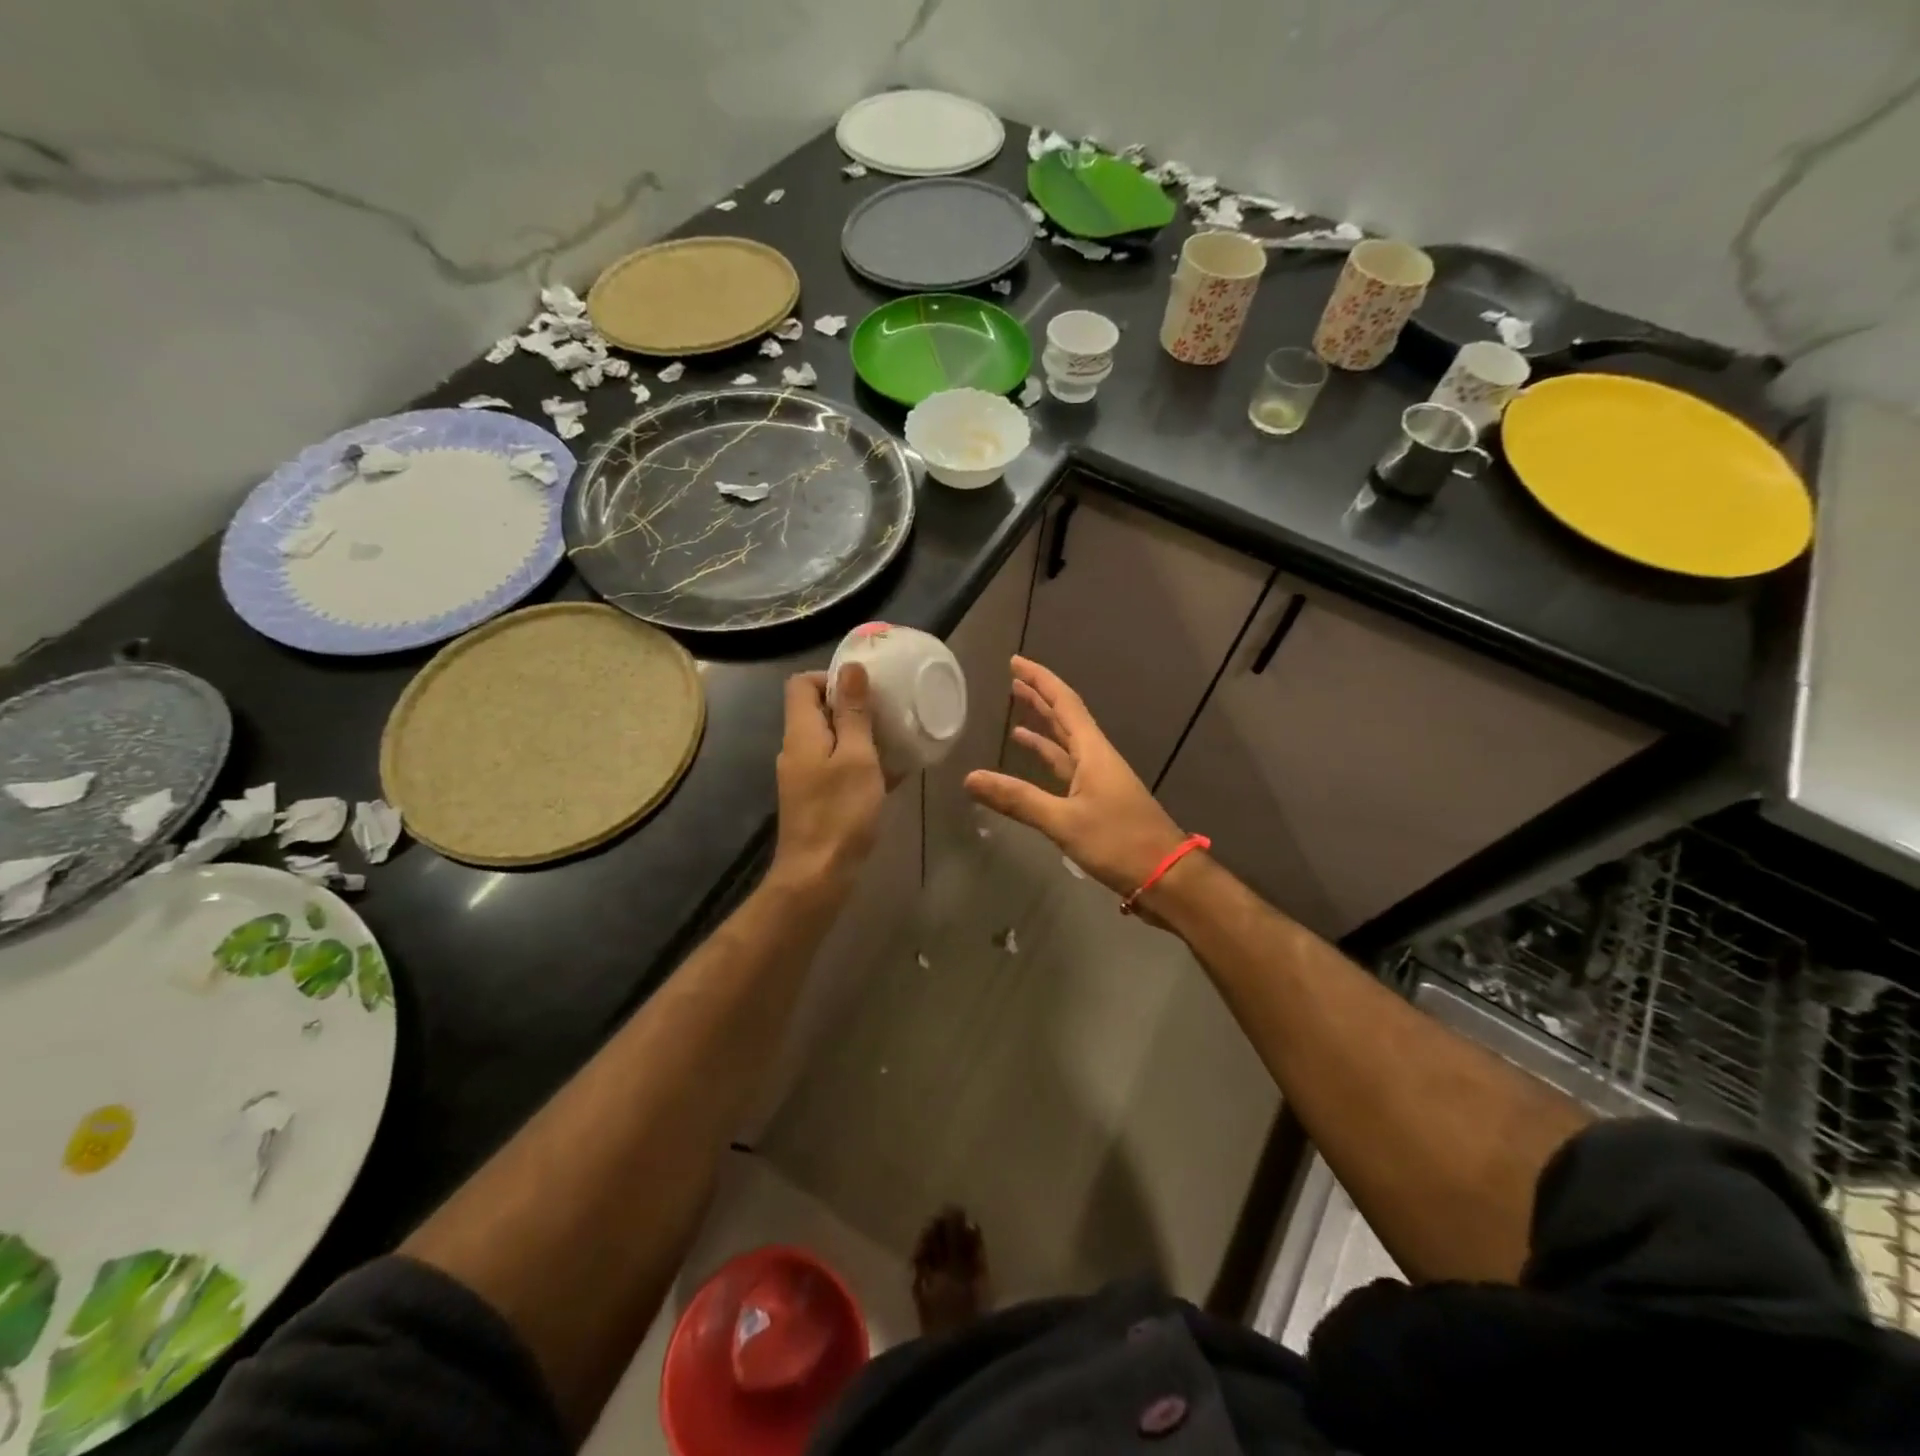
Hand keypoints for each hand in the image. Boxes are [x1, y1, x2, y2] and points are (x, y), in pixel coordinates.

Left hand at [770, 666, 885, 898]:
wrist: (818, 875)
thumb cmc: (840, 812)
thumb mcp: (856, 756)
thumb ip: (854, 712)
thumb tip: (850, 667)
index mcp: (801, 732)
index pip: (802, 684)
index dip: (831, 677)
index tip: (866, 688)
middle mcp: (796, 750)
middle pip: (817, 711)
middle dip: (852, 706)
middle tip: (888, 712)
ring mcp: (804, 777)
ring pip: (831, 741)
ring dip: (860, 736)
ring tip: (894, 740)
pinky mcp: (815, 799)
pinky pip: (837, 768)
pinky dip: (859, 764)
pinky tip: (890, 774)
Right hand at [965, 656, 1190, 899]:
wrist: (1166, 877)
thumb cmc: (1119, 842)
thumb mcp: (1064, 821)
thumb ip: (1018, 799)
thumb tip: (970, 778)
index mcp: (1093, 752)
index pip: (1064, 703)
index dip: (1040, 680)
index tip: (1016, 662)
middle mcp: (1096, 758)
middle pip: (1065, 718)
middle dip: (1039, 698)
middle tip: (1012, 680)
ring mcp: (1099, 780)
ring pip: (1066, 743)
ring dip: (1042, 727)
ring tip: (1016, 714)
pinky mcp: (1098, 801)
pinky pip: (1067, 768)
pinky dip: (1048, 759)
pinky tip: (1033, 759)